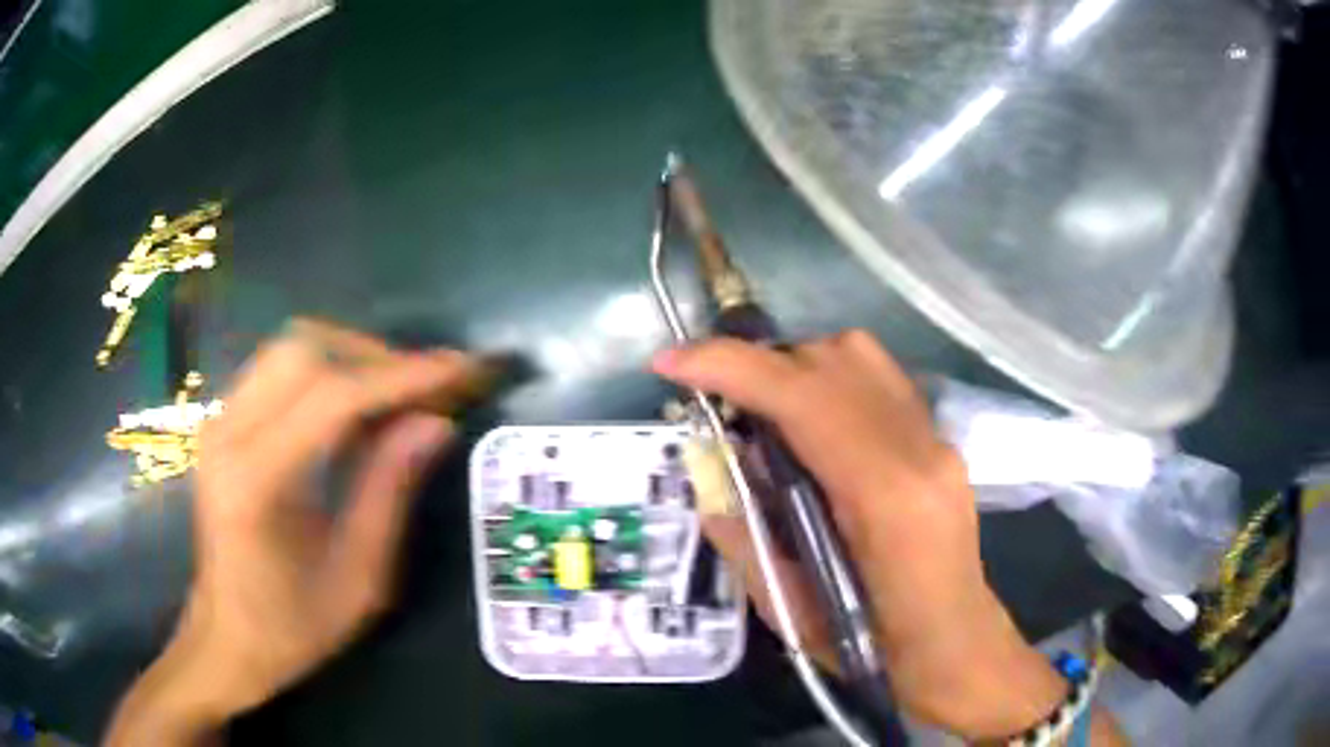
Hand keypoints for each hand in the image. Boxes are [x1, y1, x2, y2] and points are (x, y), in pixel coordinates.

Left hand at [106, 320, 484, 745]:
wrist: (226, 638)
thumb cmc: (293, 627)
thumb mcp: (358, 578)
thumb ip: (390, 492)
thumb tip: (436, 423)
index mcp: (257, 482)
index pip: (333, 398)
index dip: (401, 377)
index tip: (459, 368)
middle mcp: (228, 434)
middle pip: (306, 349)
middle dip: (375, 358)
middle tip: (426, 391)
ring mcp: (219, 422)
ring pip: (291, 347)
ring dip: (351, 358)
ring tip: (396, 396)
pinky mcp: (222, 422)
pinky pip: (279, 369)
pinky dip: (326, 371)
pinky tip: (355, 408)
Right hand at [653, 330, 1069, 739]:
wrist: (957, 647)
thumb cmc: (877, 648)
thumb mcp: (791, 613)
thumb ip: (743, 537)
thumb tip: (707, 474)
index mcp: (884, 499)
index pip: (804, 397)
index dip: (731, 367)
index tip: (671, 363)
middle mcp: (919, 450)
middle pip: (833, 360)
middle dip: (758, 364)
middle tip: (718, 402)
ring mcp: (938, 439)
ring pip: (860, 357)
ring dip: (797, 366)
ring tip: (763, 409)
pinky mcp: (941, 440)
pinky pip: (878, 380)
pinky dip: (830, 380)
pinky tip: (812, 424)